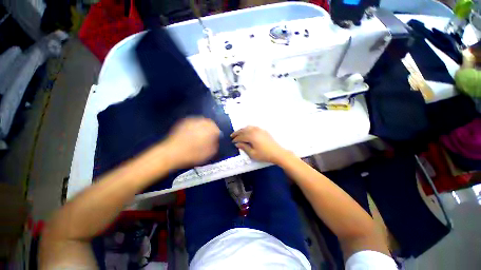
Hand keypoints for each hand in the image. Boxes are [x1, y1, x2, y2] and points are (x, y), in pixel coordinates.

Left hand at [163, 117, 219, 168]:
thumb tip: (216, 140)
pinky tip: (192, 132)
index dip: (217, 134)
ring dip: (203, 126)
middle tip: (209, 135)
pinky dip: (195, 125)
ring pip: (201, 121)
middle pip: (210, 122)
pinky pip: (193, 122)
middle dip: (211, 128)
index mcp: (209, 130)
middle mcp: (201, 123)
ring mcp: (191, 121)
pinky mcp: (183, 122)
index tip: (216, 139)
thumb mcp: (208, 153)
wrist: (172, 153)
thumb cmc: (192, 155)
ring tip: (201, 133)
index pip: (217, 129)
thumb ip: (215, 145)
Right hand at [231, 126, 290, 163]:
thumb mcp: (252, 154)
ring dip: (242, 130)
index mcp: (251, 136)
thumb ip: (244, 148)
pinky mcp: (263, 130)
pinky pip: (253, 127)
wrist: (277, 153)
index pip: (241, 137)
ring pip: (248, 127)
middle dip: (237, 133)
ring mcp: (259, 129)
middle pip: (243, 130)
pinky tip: (247, 131)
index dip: (236, 139)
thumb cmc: (264, 155)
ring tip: (238, 133)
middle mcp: (254, 131)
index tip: (232, 142)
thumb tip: (237, 144)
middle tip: (232, 136)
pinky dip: (248, 128)